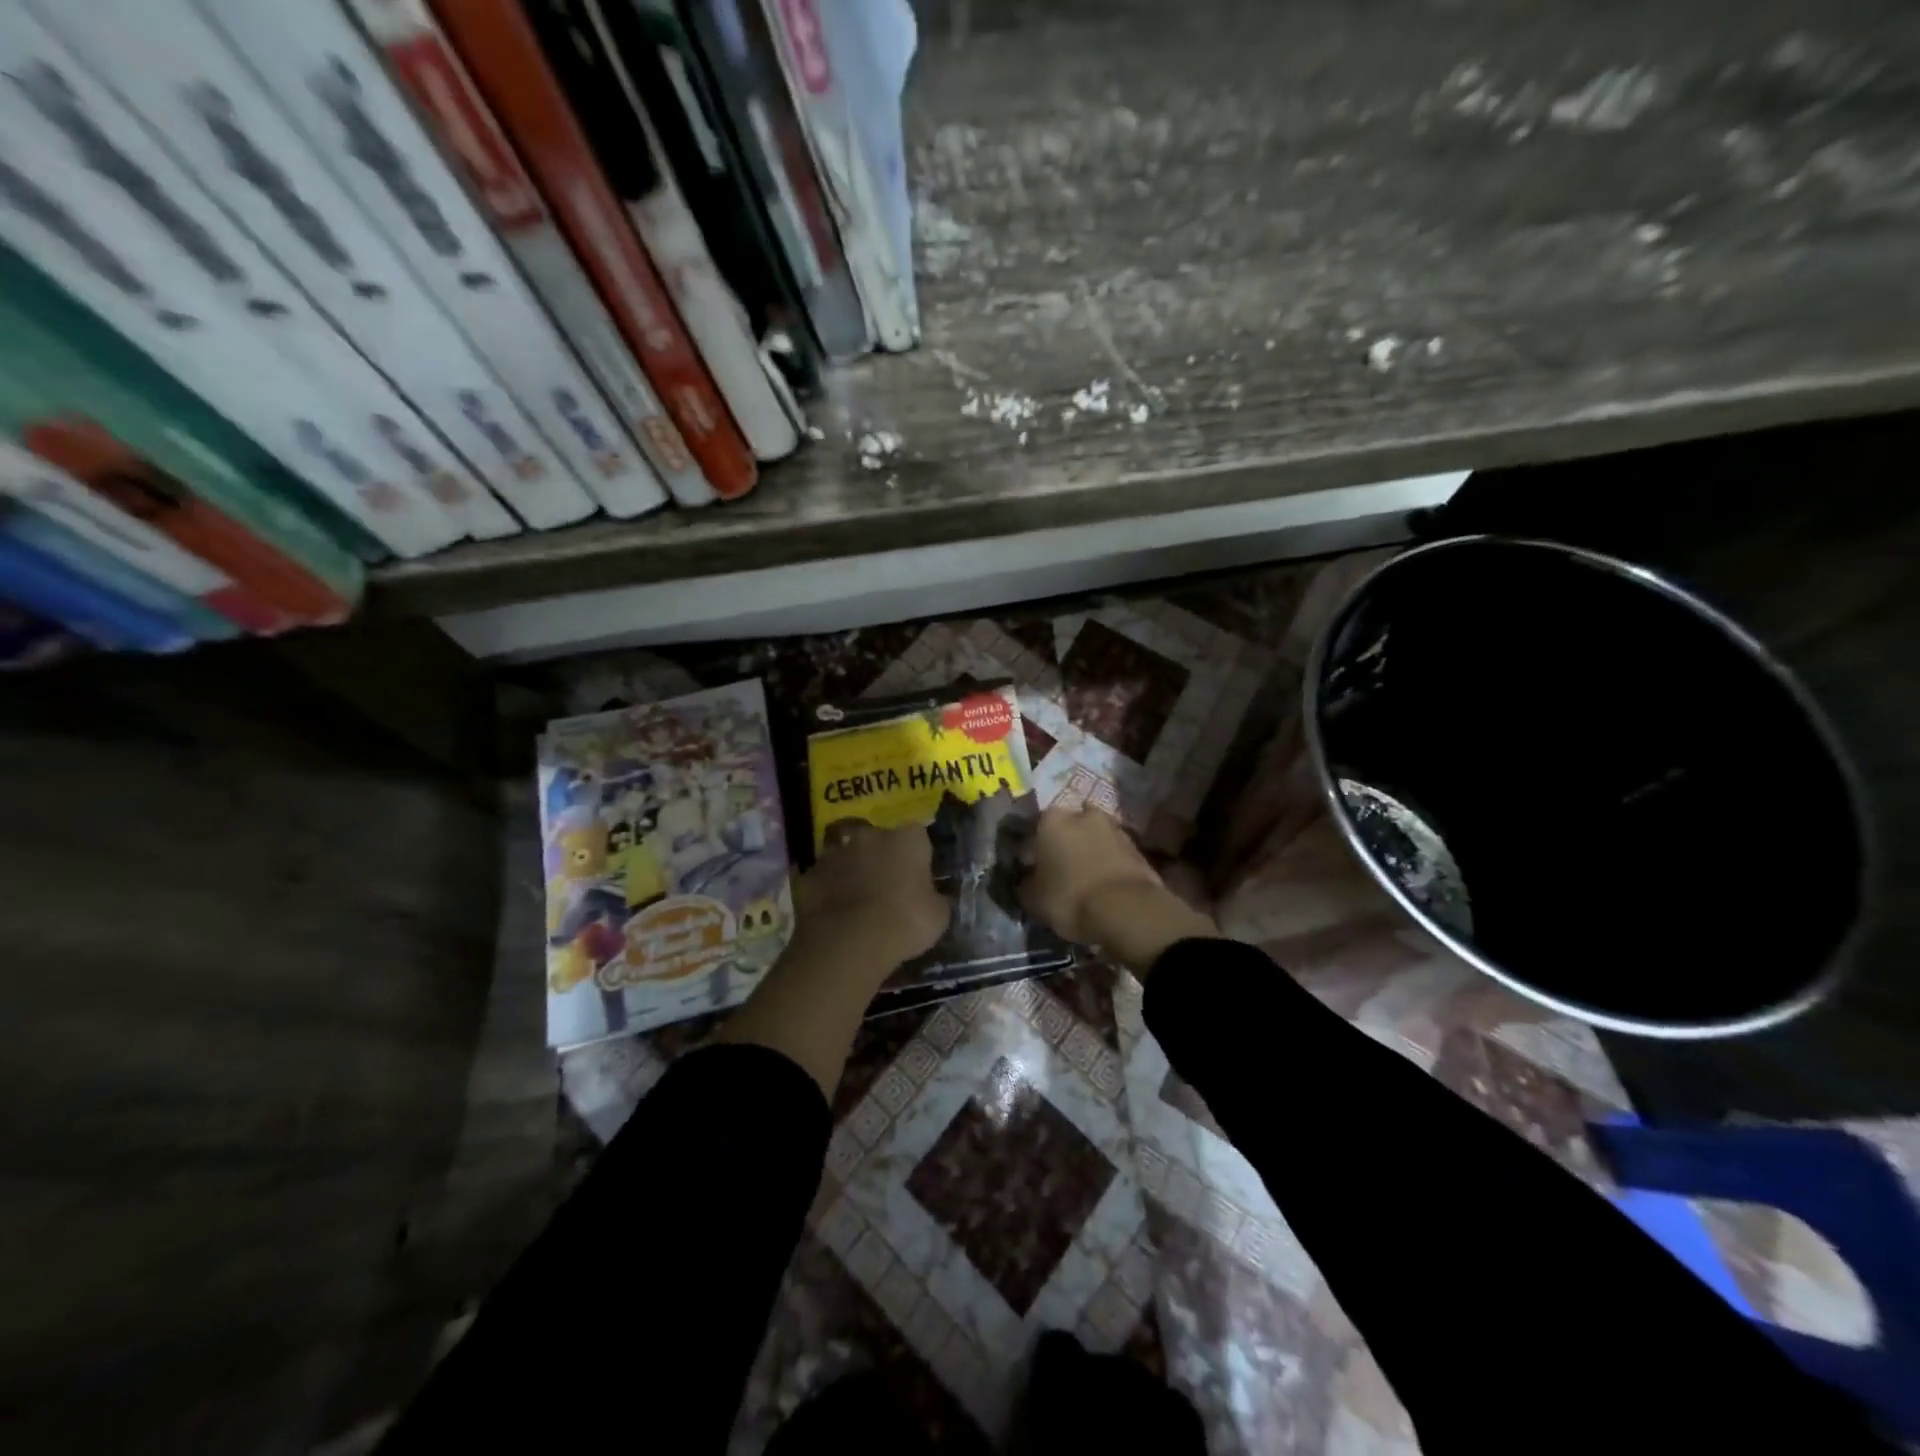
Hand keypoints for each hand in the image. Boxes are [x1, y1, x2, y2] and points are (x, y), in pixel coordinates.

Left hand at [794, 819, 949, 974]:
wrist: (850, 942)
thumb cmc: (905, 922)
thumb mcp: (938, 916)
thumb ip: (936, 898)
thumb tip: (934, 897)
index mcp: (907, 838)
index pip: (917, 836)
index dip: (917, 855)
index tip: (917, 876)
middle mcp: (870, 835)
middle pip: (877, 839)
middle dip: (881, 857)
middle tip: (886, 886)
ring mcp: (836, 852)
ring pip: (847, 855)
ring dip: (851, 870)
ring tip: (856, 899)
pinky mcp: (809, 873)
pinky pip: (823, 878)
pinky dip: (827, 889)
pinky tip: (832, 912)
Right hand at [1021, 805, 1215, 975]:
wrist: (1128, 910)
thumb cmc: (1070, 898)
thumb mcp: (1032, 899)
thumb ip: (1025, 883)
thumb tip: (1026, 879)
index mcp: (1051, 820)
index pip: (1033, 829)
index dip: (1030, 850)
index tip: (1030, 868)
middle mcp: (1082, 814)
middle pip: (1067, 827)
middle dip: (1063, 844)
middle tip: (1059, 870)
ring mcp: (1113, 827)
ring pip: (1093, 837)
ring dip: (1088, 851)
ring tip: (1084, 877)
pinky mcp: (1136, 846)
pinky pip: (1113, 852)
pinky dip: (1107, 862)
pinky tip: (1103, 883)